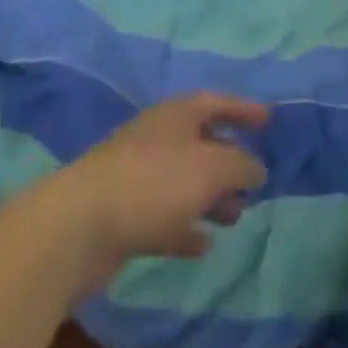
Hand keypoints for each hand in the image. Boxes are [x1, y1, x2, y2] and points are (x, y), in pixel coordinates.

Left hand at [49, 93, 268, 290]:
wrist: (79, 225)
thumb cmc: (153, 182)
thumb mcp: (210, 168)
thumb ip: (240, 165)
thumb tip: (257, 167)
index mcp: (176, 114)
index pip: (216, 102)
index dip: (243, 109)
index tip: (268, 120)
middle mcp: (157, 137)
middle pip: (199, 142)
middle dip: (228, 161)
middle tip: (252, 184)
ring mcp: (137, 175)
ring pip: (183, 181)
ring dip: (210, 197)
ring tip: (235, 218)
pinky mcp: (123, 214)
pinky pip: (163, 216)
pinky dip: (184, 227)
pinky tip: (201, 246)